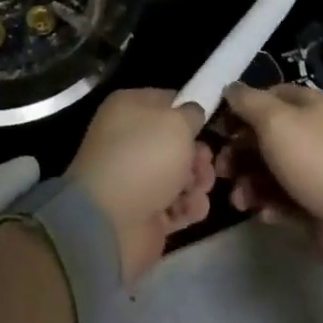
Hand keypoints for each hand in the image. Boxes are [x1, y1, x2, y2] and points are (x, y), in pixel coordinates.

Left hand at [68, 89, 214, 285]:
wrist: (111, 222)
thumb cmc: (145, 158)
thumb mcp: (177, 123)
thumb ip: (192, 113)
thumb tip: (192, 114)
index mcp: (130, 109)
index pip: (168, 101)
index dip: (191, 112)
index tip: (211, 123)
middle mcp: (131, 140)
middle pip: (178, 143)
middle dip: (199, 154)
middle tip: (205, 164)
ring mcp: (137, 178)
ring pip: (182, 174)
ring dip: (198, 182)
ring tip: (198, 189)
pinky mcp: (146, 212)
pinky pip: (177, 204)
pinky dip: (187, 207)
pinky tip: (188, 209)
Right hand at [216, 83, 322, 267]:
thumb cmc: (314, 160)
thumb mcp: (275, 121)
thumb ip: (248, 101)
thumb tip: (230, 88)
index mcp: (312, 105)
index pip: (269, 95)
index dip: (242, 108)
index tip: (220, 126)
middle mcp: (315, 132)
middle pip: (266, 134)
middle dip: (239, 151)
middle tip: (221, 170)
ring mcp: (317, 169)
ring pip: (270, 168)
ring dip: (248, 182)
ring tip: (240, 200)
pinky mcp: (315, 201)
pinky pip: (283, 196)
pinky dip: (268, 203)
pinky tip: (263, 213)